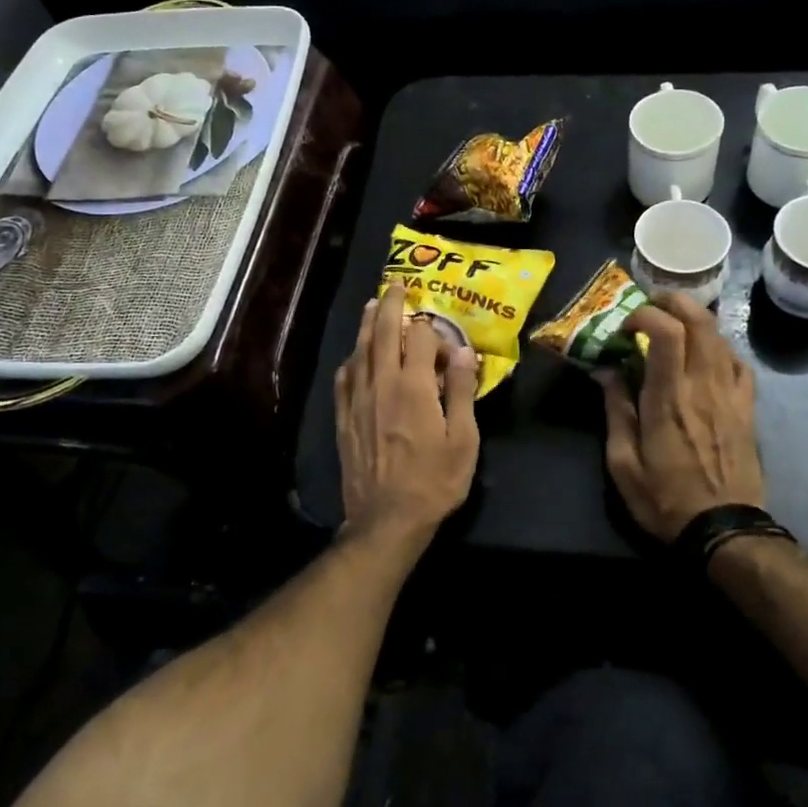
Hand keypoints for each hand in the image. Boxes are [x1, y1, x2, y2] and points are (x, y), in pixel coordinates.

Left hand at [335, 282, 481, 554]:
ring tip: (372, 306)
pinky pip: (344, 377)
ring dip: (366, 324)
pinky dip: (351, 359)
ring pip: (359, 350)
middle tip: (395, 286)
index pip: (419, 338)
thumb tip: (463, 351)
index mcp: (414, 387)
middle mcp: (381, 384)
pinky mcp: (344, 418)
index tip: (445, 344)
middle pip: (382, 333)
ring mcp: (358, 400)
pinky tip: (355, 356)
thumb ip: (462, 391)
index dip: (433, 332)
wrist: (386, 520)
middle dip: (389, 305)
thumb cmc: (434, 482)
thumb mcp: (463, 440)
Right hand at [600, 293, 764, 541]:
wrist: (725, 530)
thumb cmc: (665, 499)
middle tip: (650, 306)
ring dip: (694, 320)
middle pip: (699, 320)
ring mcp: (731, 395)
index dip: (644, 314)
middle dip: (673, 301)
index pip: (666, 331)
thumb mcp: (622, 463)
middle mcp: (703, 386)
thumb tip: (607, 370)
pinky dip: (719, 347)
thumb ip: (616, 410)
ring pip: (720, 336)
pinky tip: (704, 357)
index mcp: (668, 398)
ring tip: (672, 326)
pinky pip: (738, 362)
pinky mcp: (747, 408)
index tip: (624, 327)